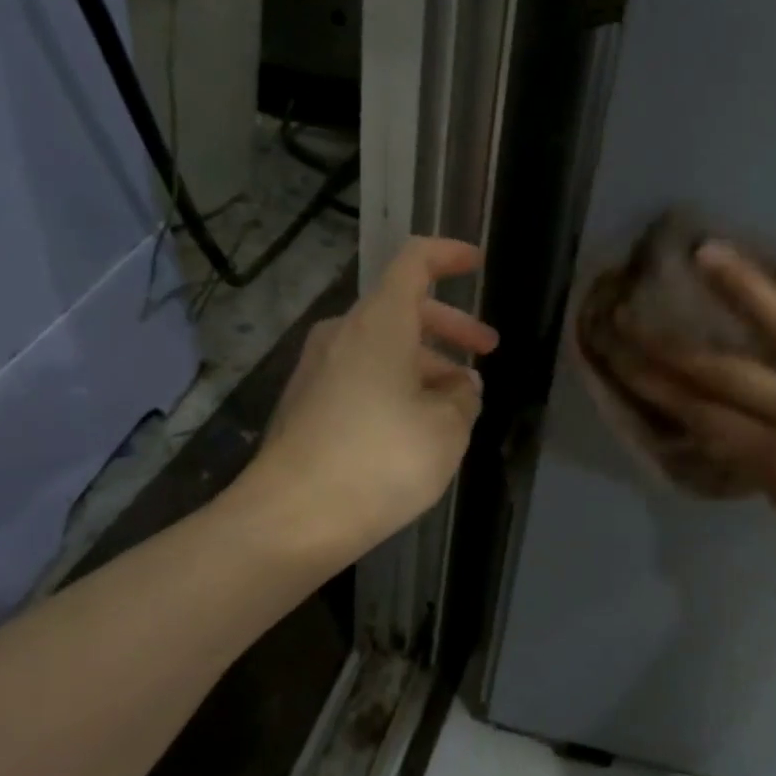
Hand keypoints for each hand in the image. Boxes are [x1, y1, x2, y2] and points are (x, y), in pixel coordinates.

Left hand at [228, 237, 498, 559]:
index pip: (415, 261)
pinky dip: (397, 383)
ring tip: (459, 400)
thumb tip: (461, 385)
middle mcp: (344, 334)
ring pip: (384, 345)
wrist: (288, 521)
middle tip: (487, 351)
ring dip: (426, 362)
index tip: (477, 263)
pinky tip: (417, 423)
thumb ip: (464, 396)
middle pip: (404, 308)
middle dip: (451, 327)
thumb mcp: (447, 428)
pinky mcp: (306, 403)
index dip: (449, 255)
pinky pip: (362, 374)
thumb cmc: (379, 461)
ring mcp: (318, 368)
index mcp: (380, 323)